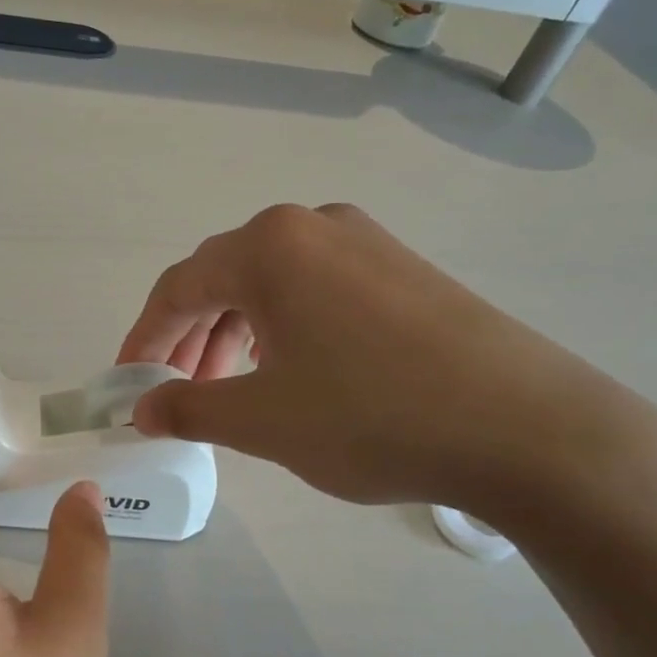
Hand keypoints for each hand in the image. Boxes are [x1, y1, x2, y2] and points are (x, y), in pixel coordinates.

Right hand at [117, 203, 656, 518]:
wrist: (527, 429)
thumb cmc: (371, 417)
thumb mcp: (261, 421)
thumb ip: (188, 408)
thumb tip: (142, 409)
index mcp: (268, 248)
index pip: (178, 288)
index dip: (144, 339)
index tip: (128, 385)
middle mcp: (313, 226)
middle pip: (223, 278)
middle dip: (190, 338)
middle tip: (178, 392)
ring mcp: (366, 242)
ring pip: (272, 285)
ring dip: (236, 334)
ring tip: (231, 388)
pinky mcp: (405, 269)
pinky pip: (317, 290)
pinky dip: (284, 329)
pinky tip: (293, 372)